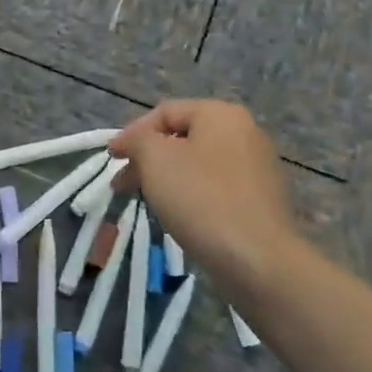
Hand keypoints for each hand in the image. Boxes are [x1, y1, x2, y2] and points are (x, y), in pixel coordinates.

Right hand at [110, 99, 305, 286]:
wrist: (257, 259)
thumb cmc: (201, 198)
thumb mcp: (155, 159)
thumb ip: (137, 139)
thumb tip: (133, 141)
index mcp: (221, 115)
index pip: (165, 112)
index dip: (131, 132)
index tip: (111, 159)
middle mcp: (245, 133)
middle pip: (182, 137)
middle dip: (147, 158)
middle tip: (121, 183)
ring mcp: (257, 168)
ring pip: (197, 164)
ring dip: (165, 177)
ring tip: (144, 199)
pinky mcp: (260, 200)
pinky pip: (214, 187)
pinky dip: (190, 194)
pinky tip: (177, 214)